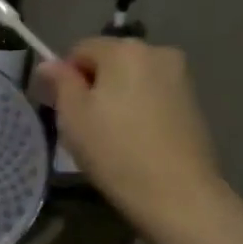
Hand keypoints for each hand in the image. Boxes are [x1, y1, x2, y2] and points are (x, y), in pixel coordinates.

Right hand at [35, 38, 221, 226]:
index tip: (65, 111)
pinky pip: (154, 96)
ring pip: (133, 79)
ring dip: (118, 98)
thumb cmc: (115, 151)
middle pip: (110, 61)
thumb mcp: (73, 117)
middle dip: (95, 85)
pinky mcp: (194, 102)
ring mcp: (181, 77)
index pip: (81, 49)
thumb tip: (48, 64)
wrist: (178, 194)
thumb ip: (60, 82)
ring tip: (113, 136)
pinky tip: (137, 141)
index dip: (66, 77)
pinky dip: (140, 110)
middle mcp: (157, 51)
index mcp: (124, 49)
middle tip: (86, 126)